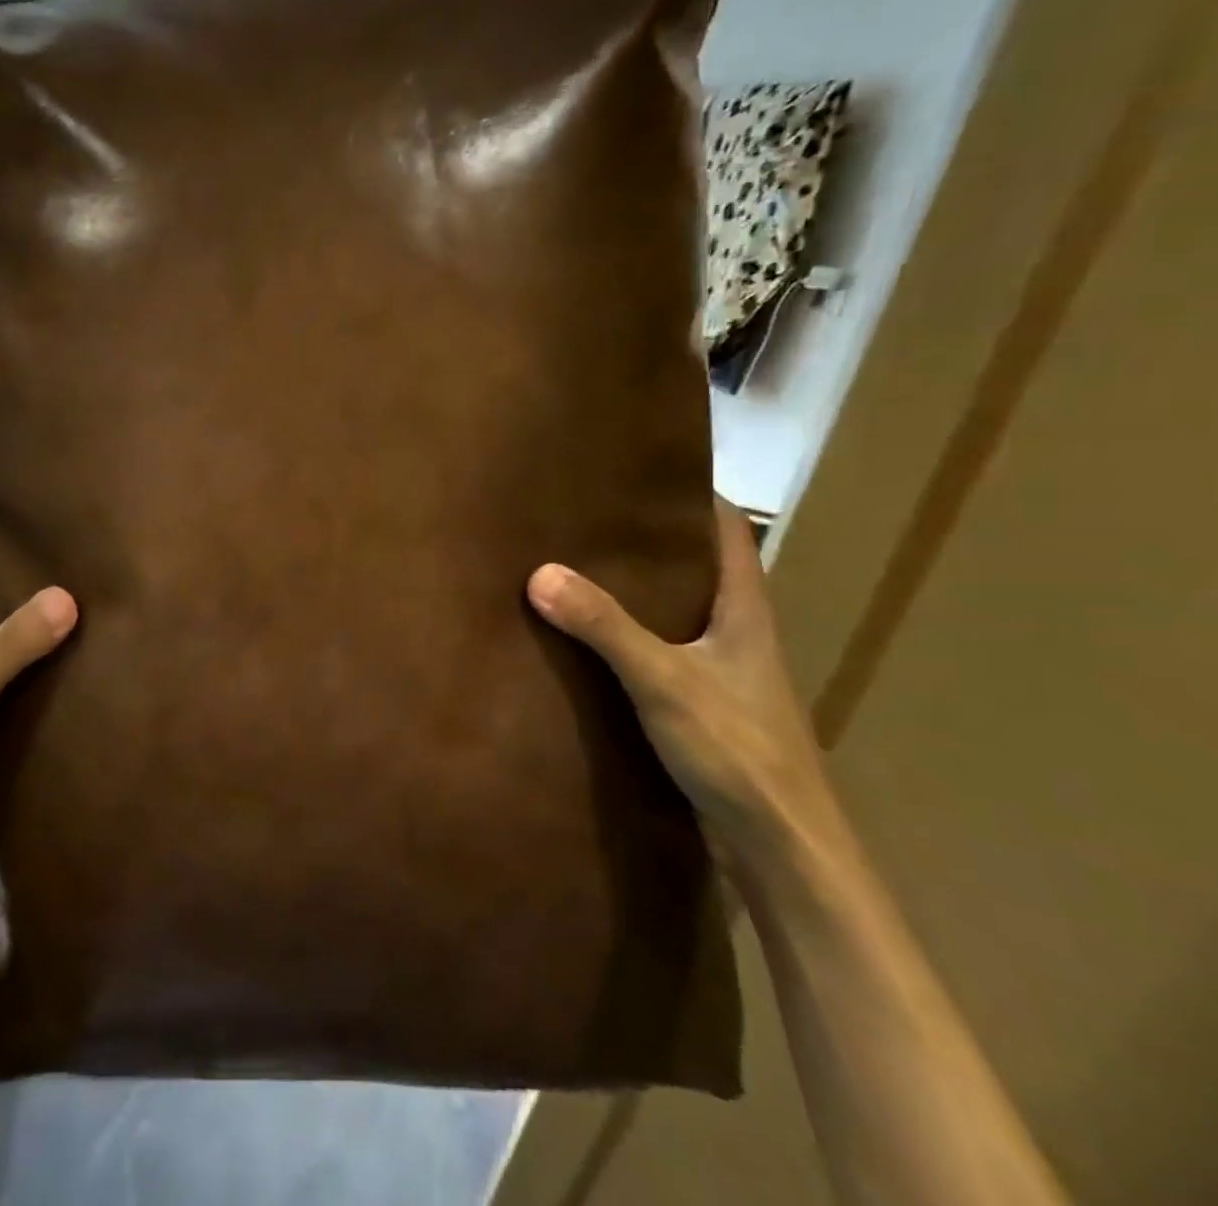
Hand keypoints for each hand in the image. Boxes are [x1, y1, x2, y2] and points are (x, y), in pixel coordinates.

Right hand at [526, 498, 834, 870]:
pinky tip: (590, 641)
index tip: (641, 472)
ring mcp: (724, 673)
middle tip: (591, 517)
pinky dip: (631, 637)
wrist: (782, 850)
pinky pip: (663, 653)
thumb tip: (541, 572)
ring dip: (638, 591)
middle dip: (651, 541)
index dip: (693, 495)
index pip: (728, 530)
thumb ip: (605, 627)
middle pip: (699, 567)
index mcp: (745, 610)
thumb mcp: (664, 681)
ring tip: (580, 567)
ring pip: (679, 613)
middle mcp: (739, 633)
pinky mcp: (705, 708)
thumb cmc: (738, 751)